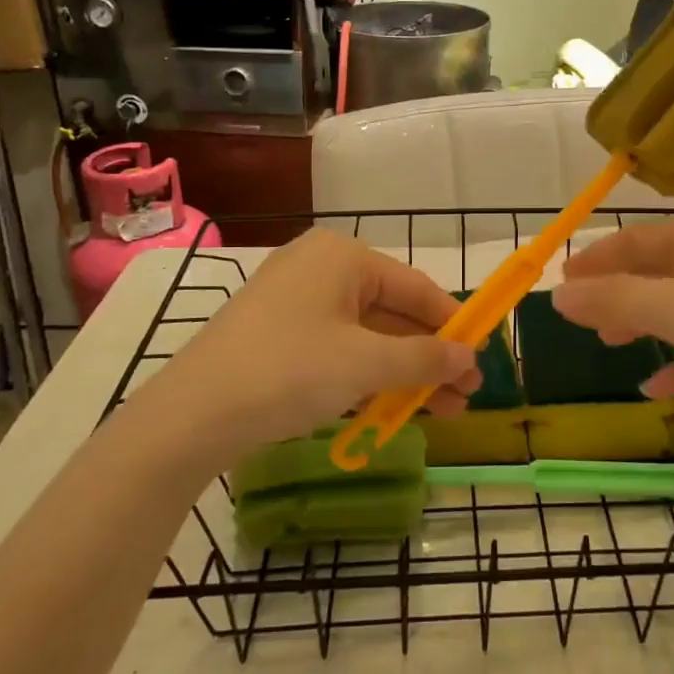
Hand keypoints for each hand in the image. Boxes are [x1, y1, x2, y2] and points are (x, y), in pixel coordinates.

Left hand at [134, 229, 478, 469]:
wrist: (191, 416)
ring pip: (367, 337)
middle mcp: (320, 269)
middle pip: (392, 313)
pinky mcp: (279, 338)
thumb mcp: (365, 364)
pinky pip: (338, 351)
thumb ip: (424, 358)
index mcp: (342, 257)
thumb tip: (469, 357)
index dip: (453, 324)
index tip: (482, 357)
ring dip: (404, 373)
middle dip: (430, 356)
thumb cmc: (289, 371)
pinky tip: (393, 409)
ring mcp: (296, 304)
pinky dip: (367, 378)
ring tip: (442, 411)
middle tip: (465, 394)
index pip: (415, 288)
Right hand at [552, 213, 673, 462]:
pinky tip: (662, 387)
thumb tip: (558, 293)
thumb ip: (619, 299)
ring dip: (648, 322)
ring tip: (615, 346)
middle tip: (585, 318)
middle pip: (662, 267)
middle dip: (620, 291)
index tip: (561, 281)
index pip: (638, 238)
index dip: (596, 258)